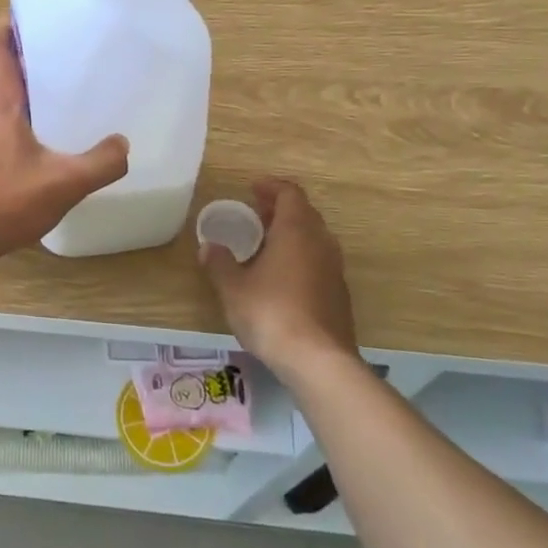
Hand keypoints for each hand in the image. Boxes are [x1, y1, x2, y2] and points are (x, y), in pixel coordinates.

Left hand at [0, 22, 128, 267]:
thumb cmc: (0, 202)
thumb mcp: (62, 185)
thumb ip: (99, 163)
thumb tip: (124, 144)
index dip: (8, 25)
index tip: (30, 14)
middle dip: (9, 53)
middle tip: (44, 52)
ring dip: (3, 89)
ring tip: (37, 98)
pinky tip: (16, 147)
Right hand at [198, 179, 357, 373]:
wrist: (319, 360)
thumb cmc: (271, 313)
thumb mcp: (233, 287)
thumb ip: (219, 263)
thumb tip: (208, 246)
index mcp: (296, 231)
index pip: (289, 194)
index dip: (271, 187)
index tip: (252, 188)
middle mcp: (321, 243)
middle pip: (304, 213)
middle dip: (280, 209)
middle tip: (255, 213)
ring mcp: (334, 269)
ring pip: (313, 238)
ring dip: (291, 233)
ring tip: (265, 243)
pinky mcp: (339, 294)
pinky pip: (318, 261)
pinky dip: (300, 257)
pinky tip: (281, 276)